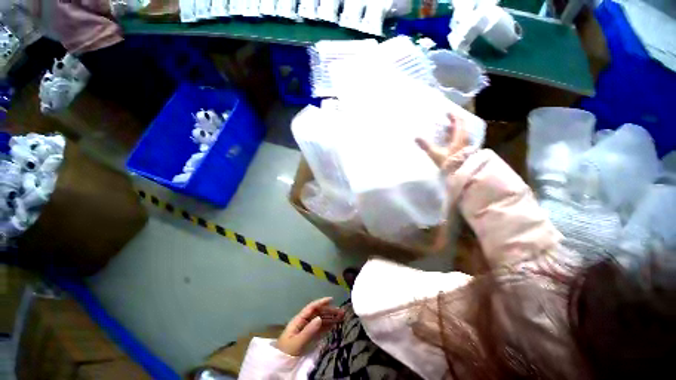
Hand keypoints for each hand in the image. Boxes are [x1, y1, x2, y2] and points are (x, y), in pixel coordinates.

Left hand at [277, 297, 344, 355]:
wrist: (279, 364)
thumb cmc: (287, 351)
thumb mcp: (297, 342)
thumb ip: (308, 331)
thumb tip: (320, 318)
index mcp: (299, 320)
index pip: (312, 307)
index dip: (321, 302)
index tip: (332, 299)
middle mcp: (304, 322)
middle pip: (318, 313)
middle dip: (329, 311)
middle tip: (341, 312)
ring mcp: (306, 329)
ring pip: (320, 320)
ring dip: (330, 318)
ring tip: (341, 318)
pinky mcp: (309, 337)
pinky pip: (319, 329)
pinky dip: (327, 326)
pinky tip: (334, 326)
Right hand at [415, 113, 469, 167]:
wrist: (461, 174)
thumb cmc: (449, 163)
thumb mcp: (436, 154)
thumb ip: (426, 145)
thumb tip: (416, 137)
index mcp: (459, 137)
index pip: (458, 122)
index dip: (453, 116)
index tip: (447, 112)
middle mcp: (465, 139)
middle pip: (462, 127)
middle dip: (454, 122)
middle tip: (447, 120)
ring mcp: (466, 146)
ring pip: (463, 133)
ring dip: (456, 130)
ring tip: (447, 130)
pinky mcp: (466, 151)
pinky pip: (462, 140)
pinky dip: (456, 137)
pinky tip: (451, 141)